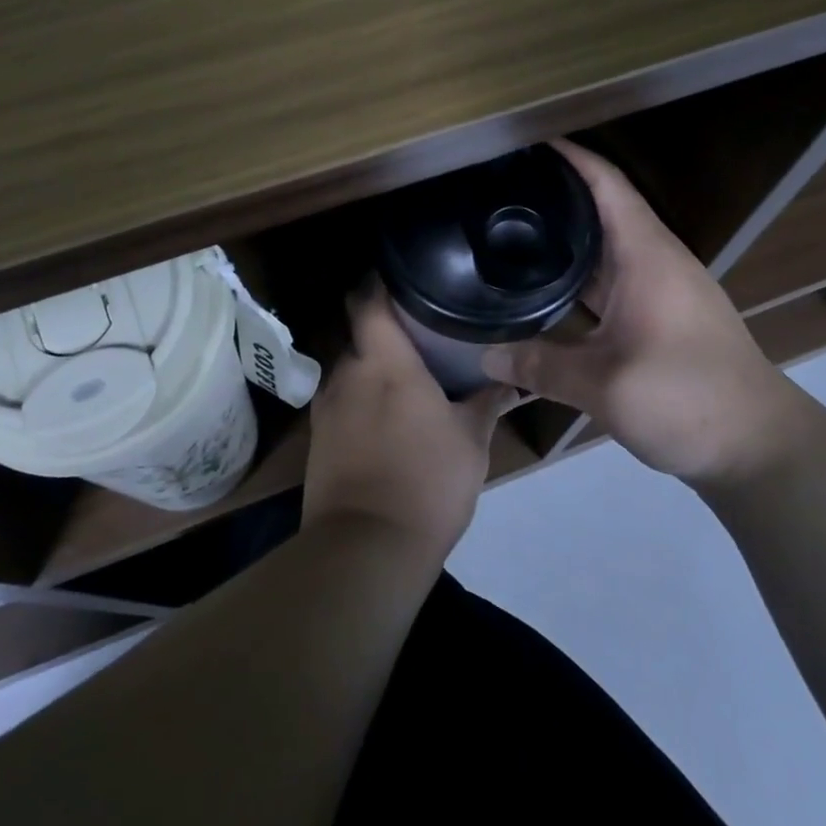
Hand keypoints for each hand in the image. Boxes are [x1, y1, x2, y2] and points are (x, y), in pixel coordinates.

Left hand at [302, 288, 516, 566]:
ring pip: (350, 371)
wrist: (367, 548)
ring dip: (373, 371)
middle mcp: (347, 374)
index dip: (378, 282)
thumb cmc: (428, 481)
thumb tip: (508, 381)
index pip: (368, 301)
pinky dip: (361, 402)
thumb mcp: (472, 441)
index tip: (402, 277)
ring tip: (405, 381)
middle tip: (420, 337)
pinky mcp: (317, 439)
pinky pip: (341, 403)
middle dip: (385, 333)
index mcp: (384, 362)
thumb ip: (487, 403)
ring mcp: (326, 407)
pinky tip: (384, 421)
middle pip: (360, 335)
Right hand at [481, 141, 803, 484]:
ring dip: (567, 237)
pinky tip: (545, 288)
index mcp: (646, 255)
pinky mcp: (660, 316)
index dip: (569, 156)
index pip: (606, 183)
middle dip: (555, 194)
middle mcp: (654, 261)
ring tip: (511, 232)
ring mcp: (660, 289)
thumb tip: (485, 356)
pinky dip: (578, 275)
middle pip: (602, 209)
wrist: (757, 445)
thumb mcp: (604, 385)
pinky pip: (611, 280)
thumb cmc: (687, 399)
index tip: (524, 143)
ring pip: (605, 248)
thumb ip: (540, 366)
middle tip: (499, 192)